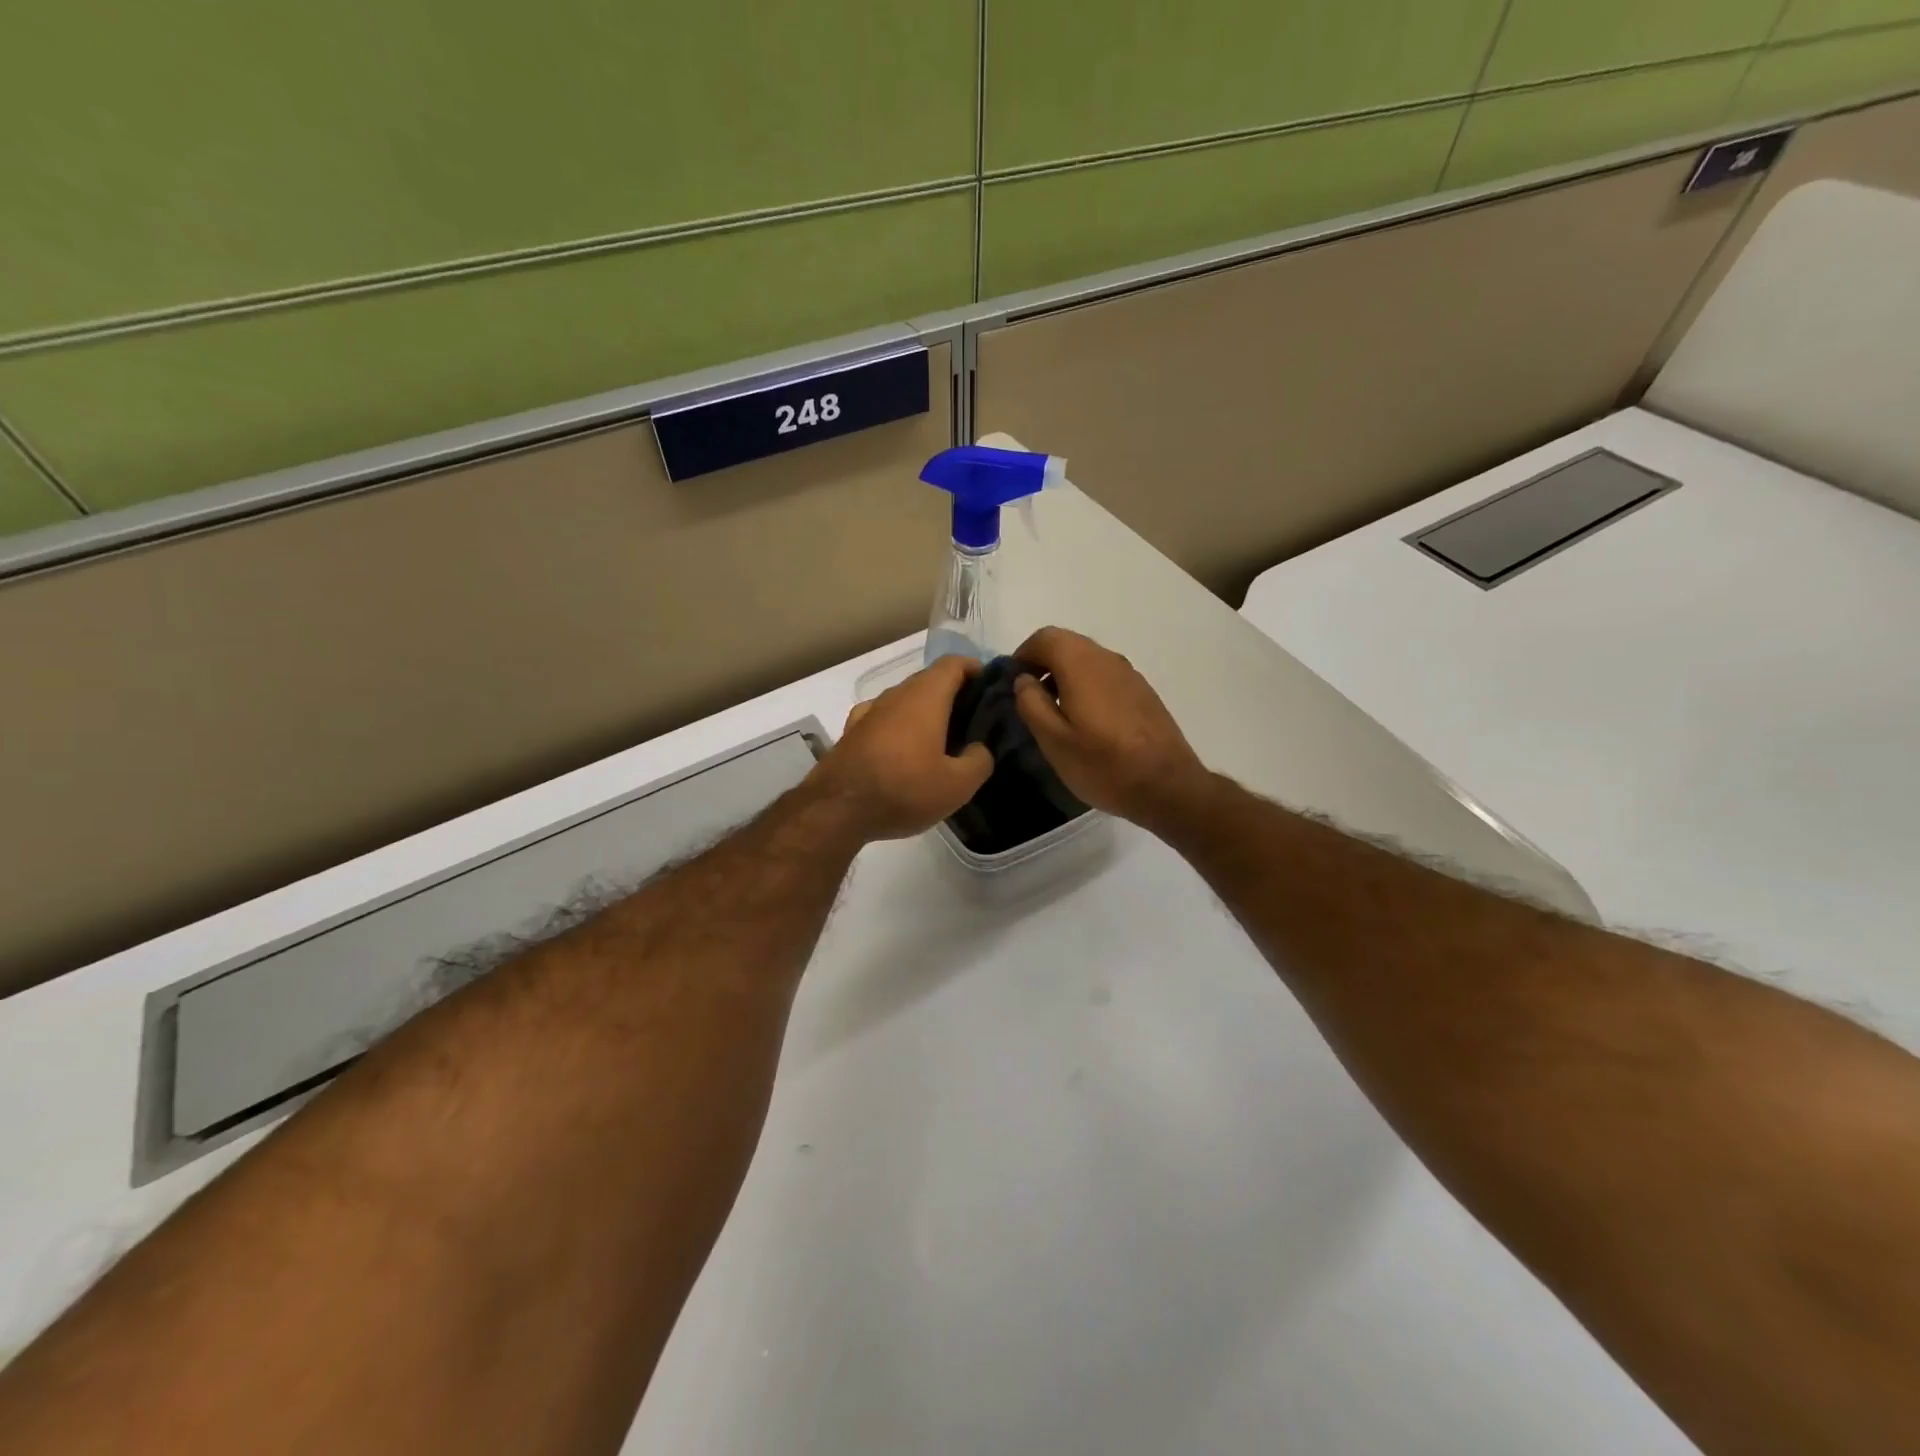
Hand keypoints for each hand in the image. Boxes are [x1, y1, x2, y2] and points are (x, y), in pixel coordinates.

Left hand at [809, 657, 993, 841]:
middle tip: (974, 720)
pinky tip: (902, 748)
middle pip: (929, 680)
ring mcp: (869, 712)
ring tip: (942, 738)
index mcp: (925, 697)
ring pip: (904, 700)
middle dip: (953, 693)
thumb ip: (979, 761)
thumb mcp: (957, 785)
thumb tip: (979, 748)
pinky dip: (899, 725)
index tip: (990, 687)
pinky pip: (883, 719)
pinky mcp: (851, 733)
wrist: (837, 811)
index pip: (953, 664)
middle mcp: (895, 695)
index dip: (975, 669)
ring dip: (925, 711)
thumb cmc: (903, 790)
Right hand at [1011, 627, 1209, 829]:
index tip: (1012, 683)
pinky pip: (1105, 674)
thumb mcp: (1053, 741)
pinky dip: (1086, 684)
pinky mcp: (1142, 690)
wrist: (1167, 785)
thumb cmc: (1103, 764)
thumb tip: (1024, 679)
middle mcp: (1106, 658)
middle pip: (1067, 643)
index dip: (1022, 655)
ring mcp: (1129, 673)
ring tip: (1055, 711)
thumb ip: (1031, 703)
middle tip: (1030, 697)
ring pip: (1087, 658)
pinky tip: (1085, 719)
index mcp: (1081, 664)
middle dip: (1042, 663)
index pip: (1044, 637)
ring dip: (1065, 674)